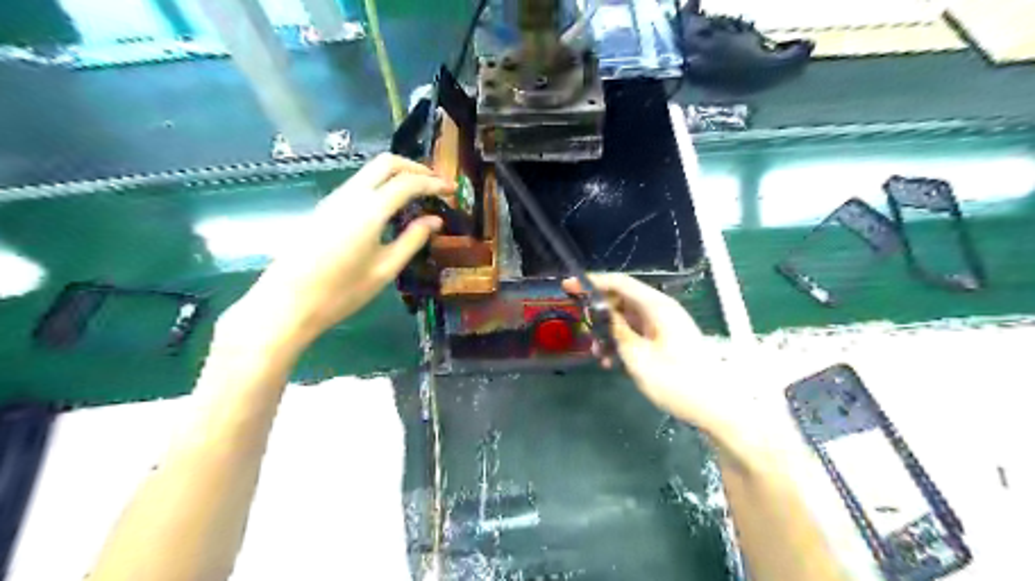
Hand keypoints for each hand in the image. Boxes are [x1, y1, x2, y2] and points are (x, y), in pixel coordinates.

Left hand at [228, 151, 455, 347]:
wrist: (287, 303)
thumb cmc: (341, 292)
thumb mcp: (385, 269)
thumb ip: (412, 240)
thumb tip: (435, 220)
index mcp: (370, 210)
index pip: (408, 182)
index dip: (433, 183)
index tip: (451, 190)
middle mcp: (350, 195)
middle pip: (386, 163)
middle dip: (414, 168)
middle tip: (435, 184)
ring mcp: (333, 199)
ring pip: (369, 171)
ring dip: (396, 175)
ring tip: (418, 194)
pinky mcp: (324, 208)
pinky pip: (358, 185)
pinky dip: (380, 185)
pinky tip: (390, 207)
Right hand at [565, 275, 734, 432]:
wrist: (714, 407)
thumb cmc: (676, 381)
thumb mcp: (638, 357)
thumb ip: (617, 331)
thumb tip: (601, 312)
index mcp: (657, 307)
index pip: (620, 283)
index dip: (593, 282)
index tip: (568, 286)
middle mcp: (661, 311)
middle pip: (622, 300)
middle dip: (599, 313)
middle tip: (581, 327)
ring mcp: (664, 326)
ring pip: (627, 320)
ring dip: (609, 333)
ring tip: (598, 354)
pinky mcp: (665, 341)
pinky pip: (637, 334)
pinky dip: (622, 343)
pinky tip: (612, 363)